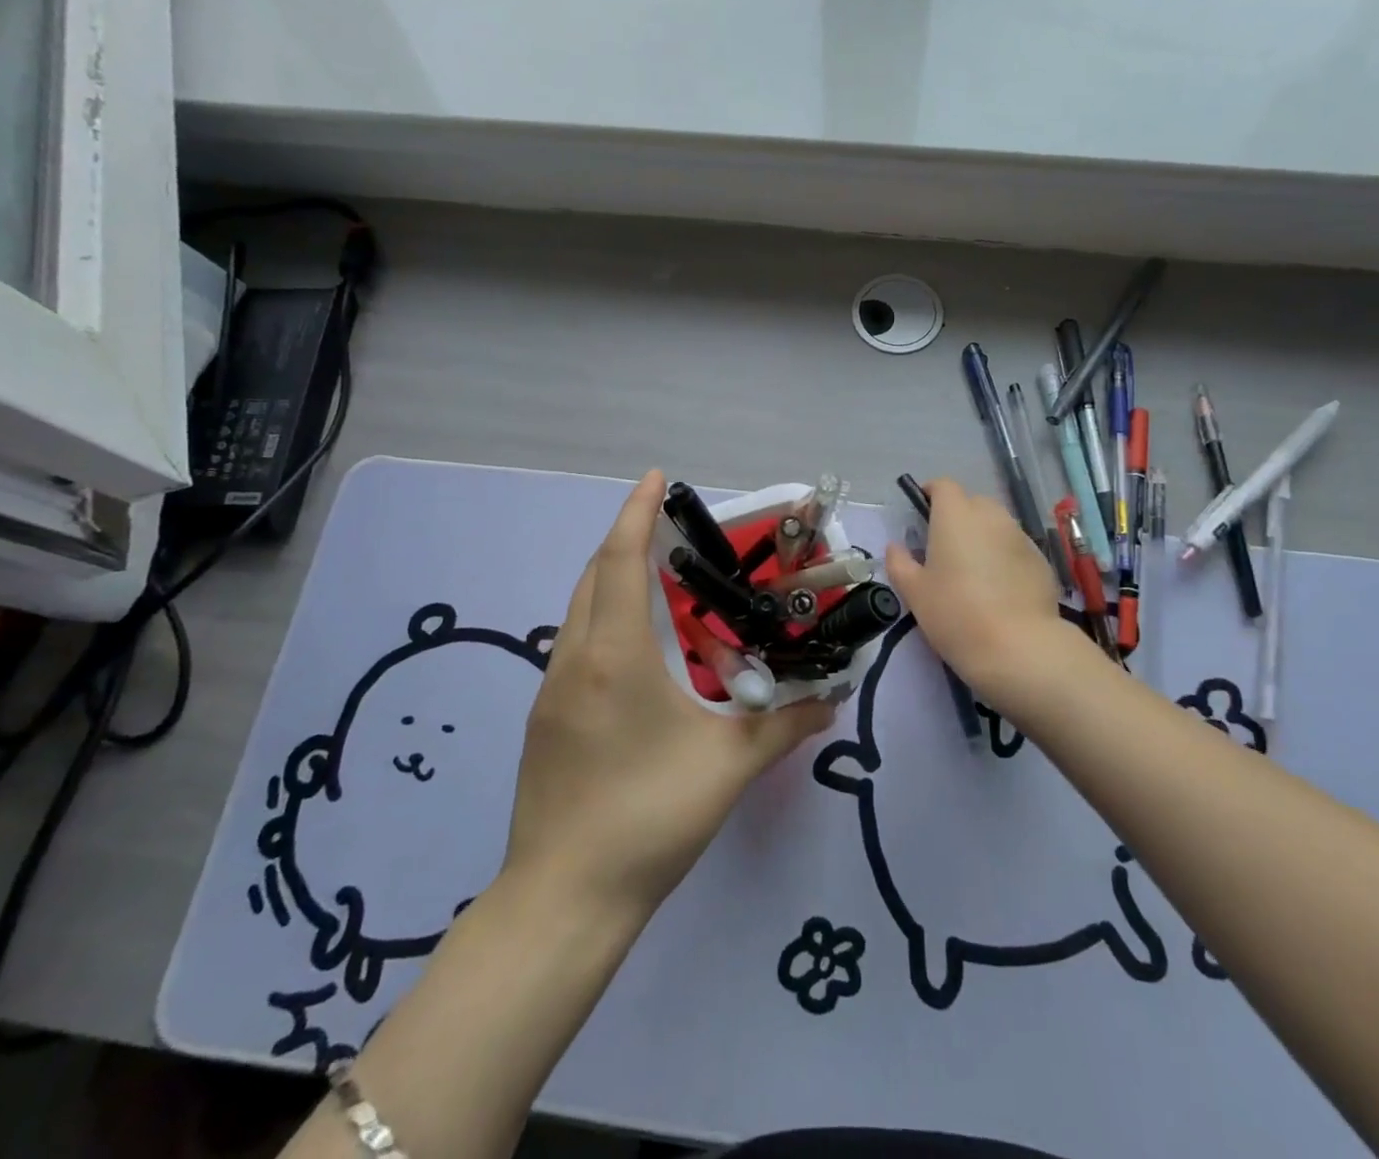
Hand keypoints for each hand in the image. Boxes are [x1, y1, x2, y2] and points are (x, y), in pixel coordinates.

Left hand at [502, 471, 834, 921]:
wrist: (564, 900)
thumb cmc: (648, 820)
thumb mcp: (728, 767)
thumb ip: (785, 725)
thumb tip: (832, 699)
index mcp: (614, 656)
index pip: (621, 561)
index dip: (636, 512)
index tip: (655, 477)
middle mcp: (574, 659)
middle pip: (594, 576)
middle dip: (628, 539)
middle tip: (672, 531)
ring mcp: (551, 689)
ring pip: (580, 610)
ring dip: (613, 580)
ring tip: (661, 581)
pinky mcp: (546, 718)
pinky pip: (575, 643)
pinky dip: (604, 619)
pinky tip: (638, 649)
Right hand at [884, 479, 1079, 712]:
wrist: (1018, 647)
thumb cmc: (955, 613)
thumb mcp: (914, 592)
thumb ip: (900, 563)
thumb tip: (896, 547)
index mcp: (956, 515)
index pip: (943, 485)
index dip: (931, 494)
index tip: (922, 512)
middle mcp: (991, 516)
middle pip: (972, 502)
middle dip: (958, 516)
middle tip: (944, 547)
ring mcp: (1021, 537)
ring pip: (997, 525)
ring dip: (982, 536)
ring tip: (973, 570)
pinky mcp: (1042, 561)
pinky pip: (1015, 548)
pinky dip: (1004, 558)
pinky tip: (999, 589)